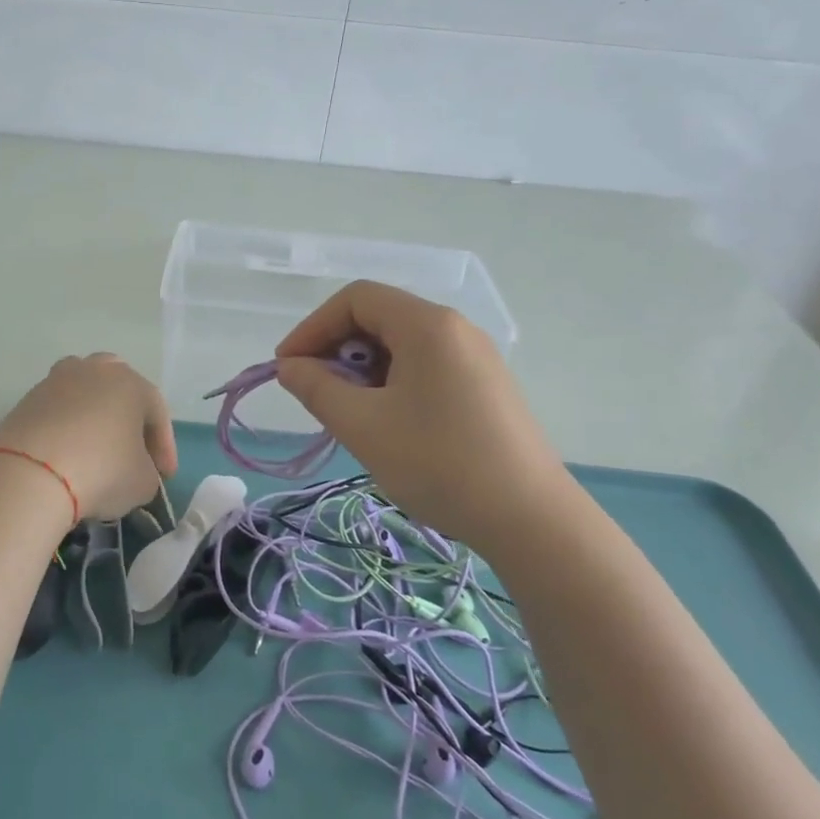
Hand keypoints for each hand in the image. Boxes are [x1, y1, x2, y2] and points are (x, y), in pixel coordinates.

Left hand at [0, 354, 177, 521]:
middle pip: (119, 388)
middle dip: (128, 417)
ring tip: (94, 447)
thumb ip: (148, 472)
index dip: (164, 447)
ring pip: (83, 394)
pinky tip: (65, 455)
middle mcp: (95, 371)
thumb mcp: (143, 483)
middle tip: (131, 450)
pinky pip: (56, 412)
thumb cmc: (102, 471)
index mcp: (131, 383)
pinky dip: (64, 429)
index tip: (165, 477)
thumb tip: (135, 470)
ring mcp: (55, 381)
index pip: (157, 413)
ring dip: (93, 416)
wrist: (30, 474)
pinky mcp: (26, 400)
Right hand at [275, 281, 574, 551]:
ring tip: (348, 414)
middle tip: (316, 394)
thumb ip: (316, 388)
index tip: (288, 368)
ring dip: (363, 369)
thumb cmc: (438, 464)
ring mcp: (475, 357)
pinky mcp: (485, 386)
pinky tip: (386, 423)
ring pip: (401, 344)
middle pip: (379, 317)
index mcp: (427, 325)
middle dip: (336, 349)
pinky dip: (391, 382)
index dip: (312, 327)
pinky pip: (425, 366)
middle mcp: (455, 328)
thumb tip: (290, 367)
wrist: (531, 519)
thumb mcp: (363, 426)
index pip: (355, 299)